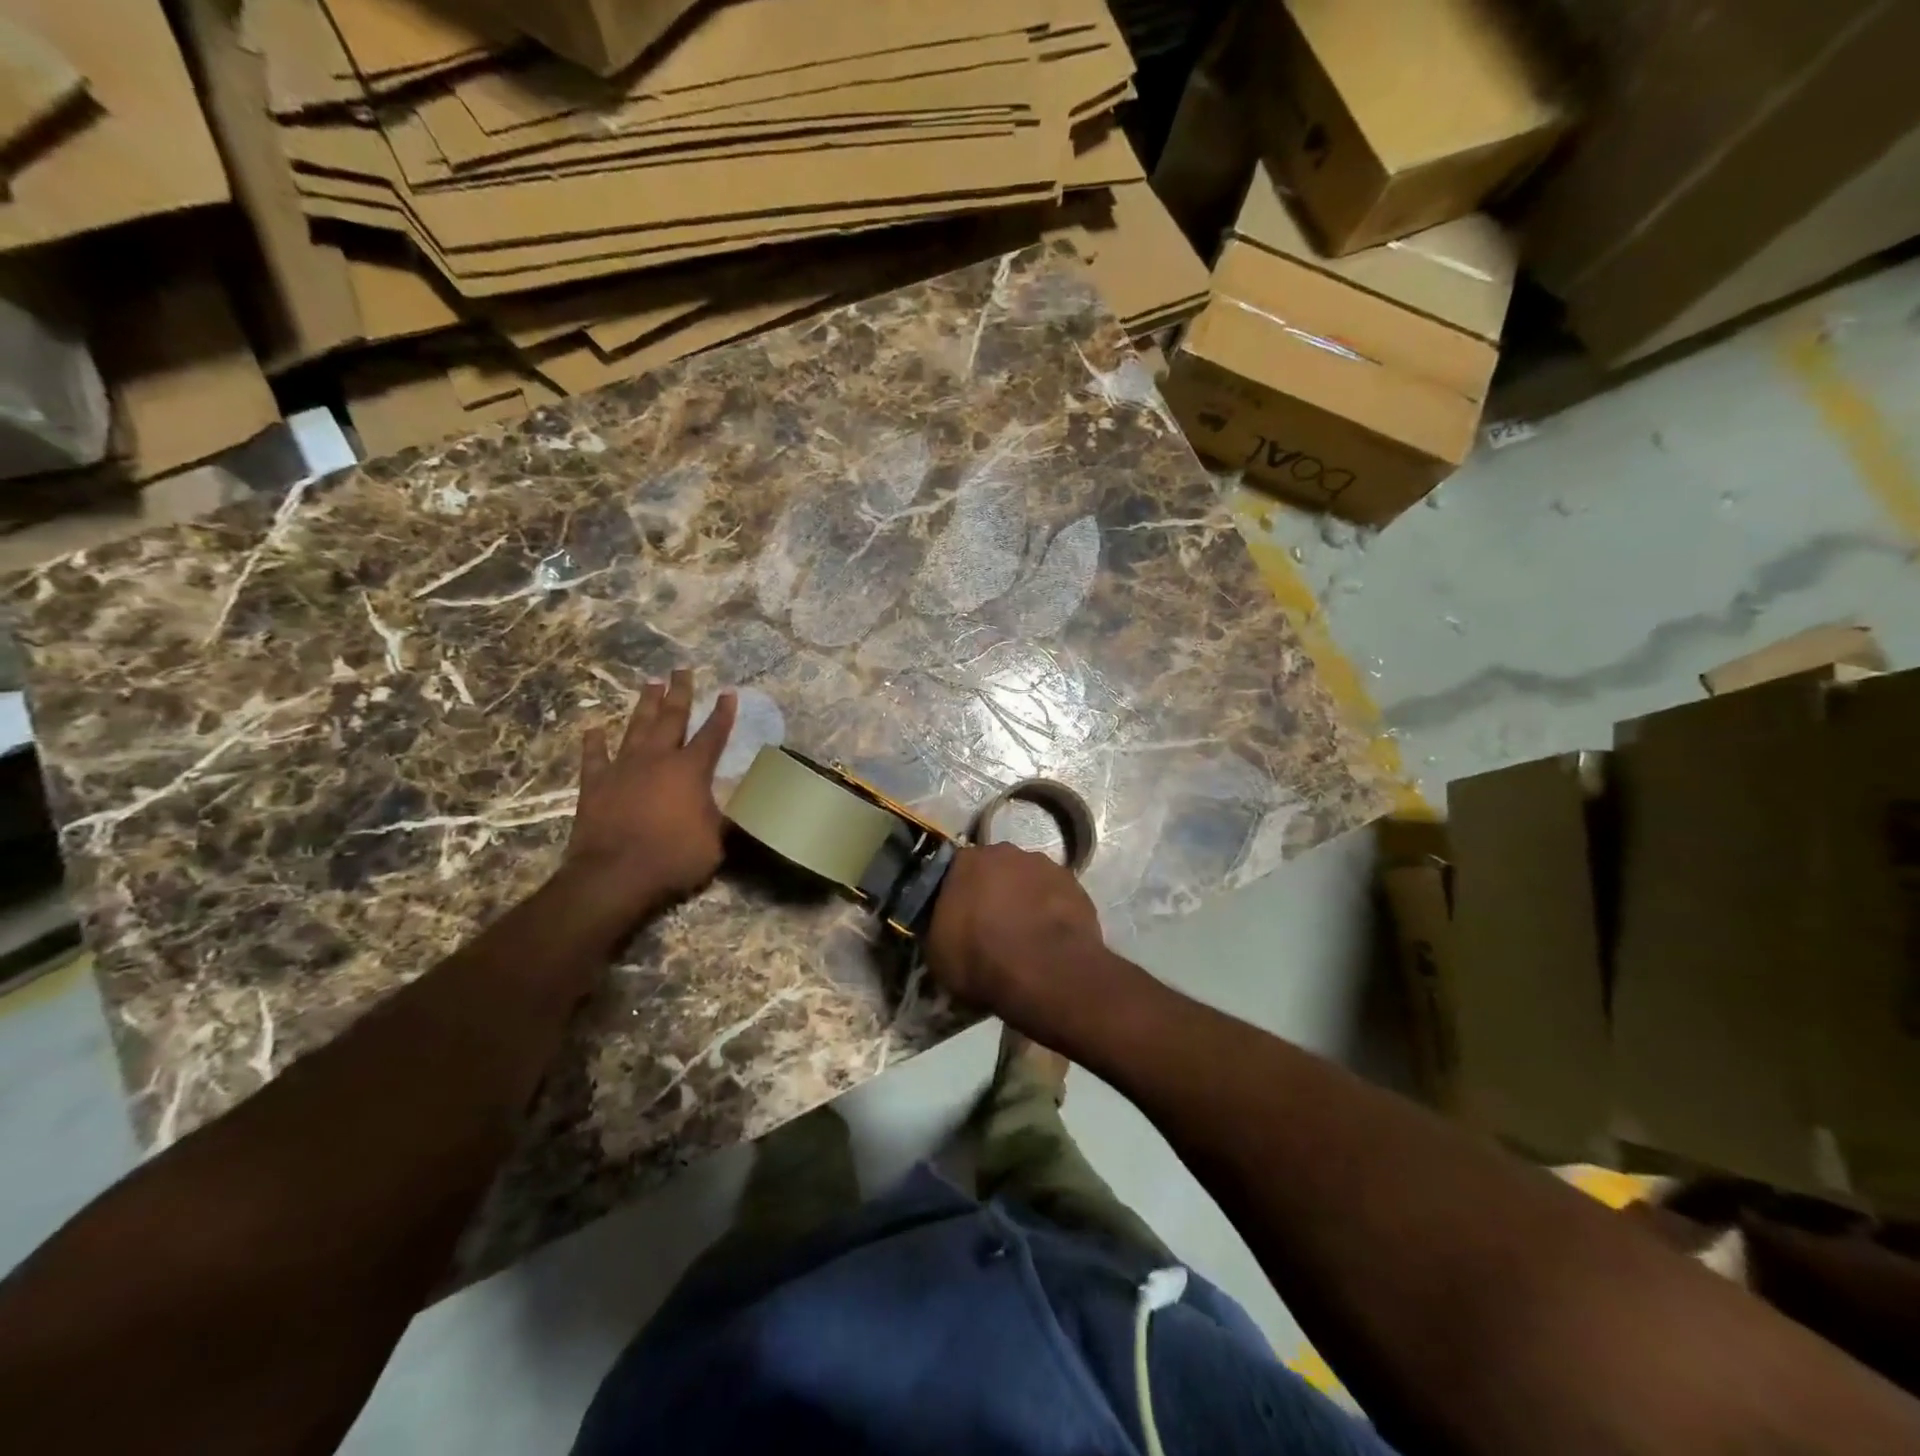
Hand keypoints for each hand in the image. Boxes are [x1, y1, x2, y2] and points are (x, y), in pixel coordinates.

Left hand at [565, 669, 736, 917]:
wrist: (614, 876)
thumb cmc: (674, 858)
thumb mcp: (716, 842)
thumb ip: (727, 818)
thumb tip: (745, 804)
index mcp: (691, 770)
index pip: (712, 734)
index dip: (722, 713)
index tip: (728, 692)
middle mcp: (658, 759)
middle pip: (671, 717)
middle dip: (680, 692)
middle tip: (682, 669)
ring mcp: (623, 768)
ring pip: (636, 727)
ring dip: (645, 705)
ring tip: (651, 683)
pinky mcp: (594, 784)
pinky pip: (594, 756)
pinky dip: (594, 741)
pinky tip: (594, 727)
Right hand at [925, 842, 1120, 1046]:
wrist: (1045, 972)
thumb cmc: (981, 959)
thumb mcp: (937, 953)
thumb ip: (939, 928)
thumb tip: (945, 927)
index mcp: (967, 861)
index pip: (955, 870)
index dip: (957, 895)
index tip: (958, 919)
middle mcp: (1006, 853)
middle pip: (996, 870)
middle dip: (994, 891)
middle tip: (992, 926)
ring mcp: (1046, 866)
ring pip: (1029, 880)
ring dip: (1025, 900)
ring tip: (1025, 936)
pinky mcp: (1076, 886)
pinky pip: (1056, 897)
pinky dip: (1052, 912)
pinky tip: (1050, 940)